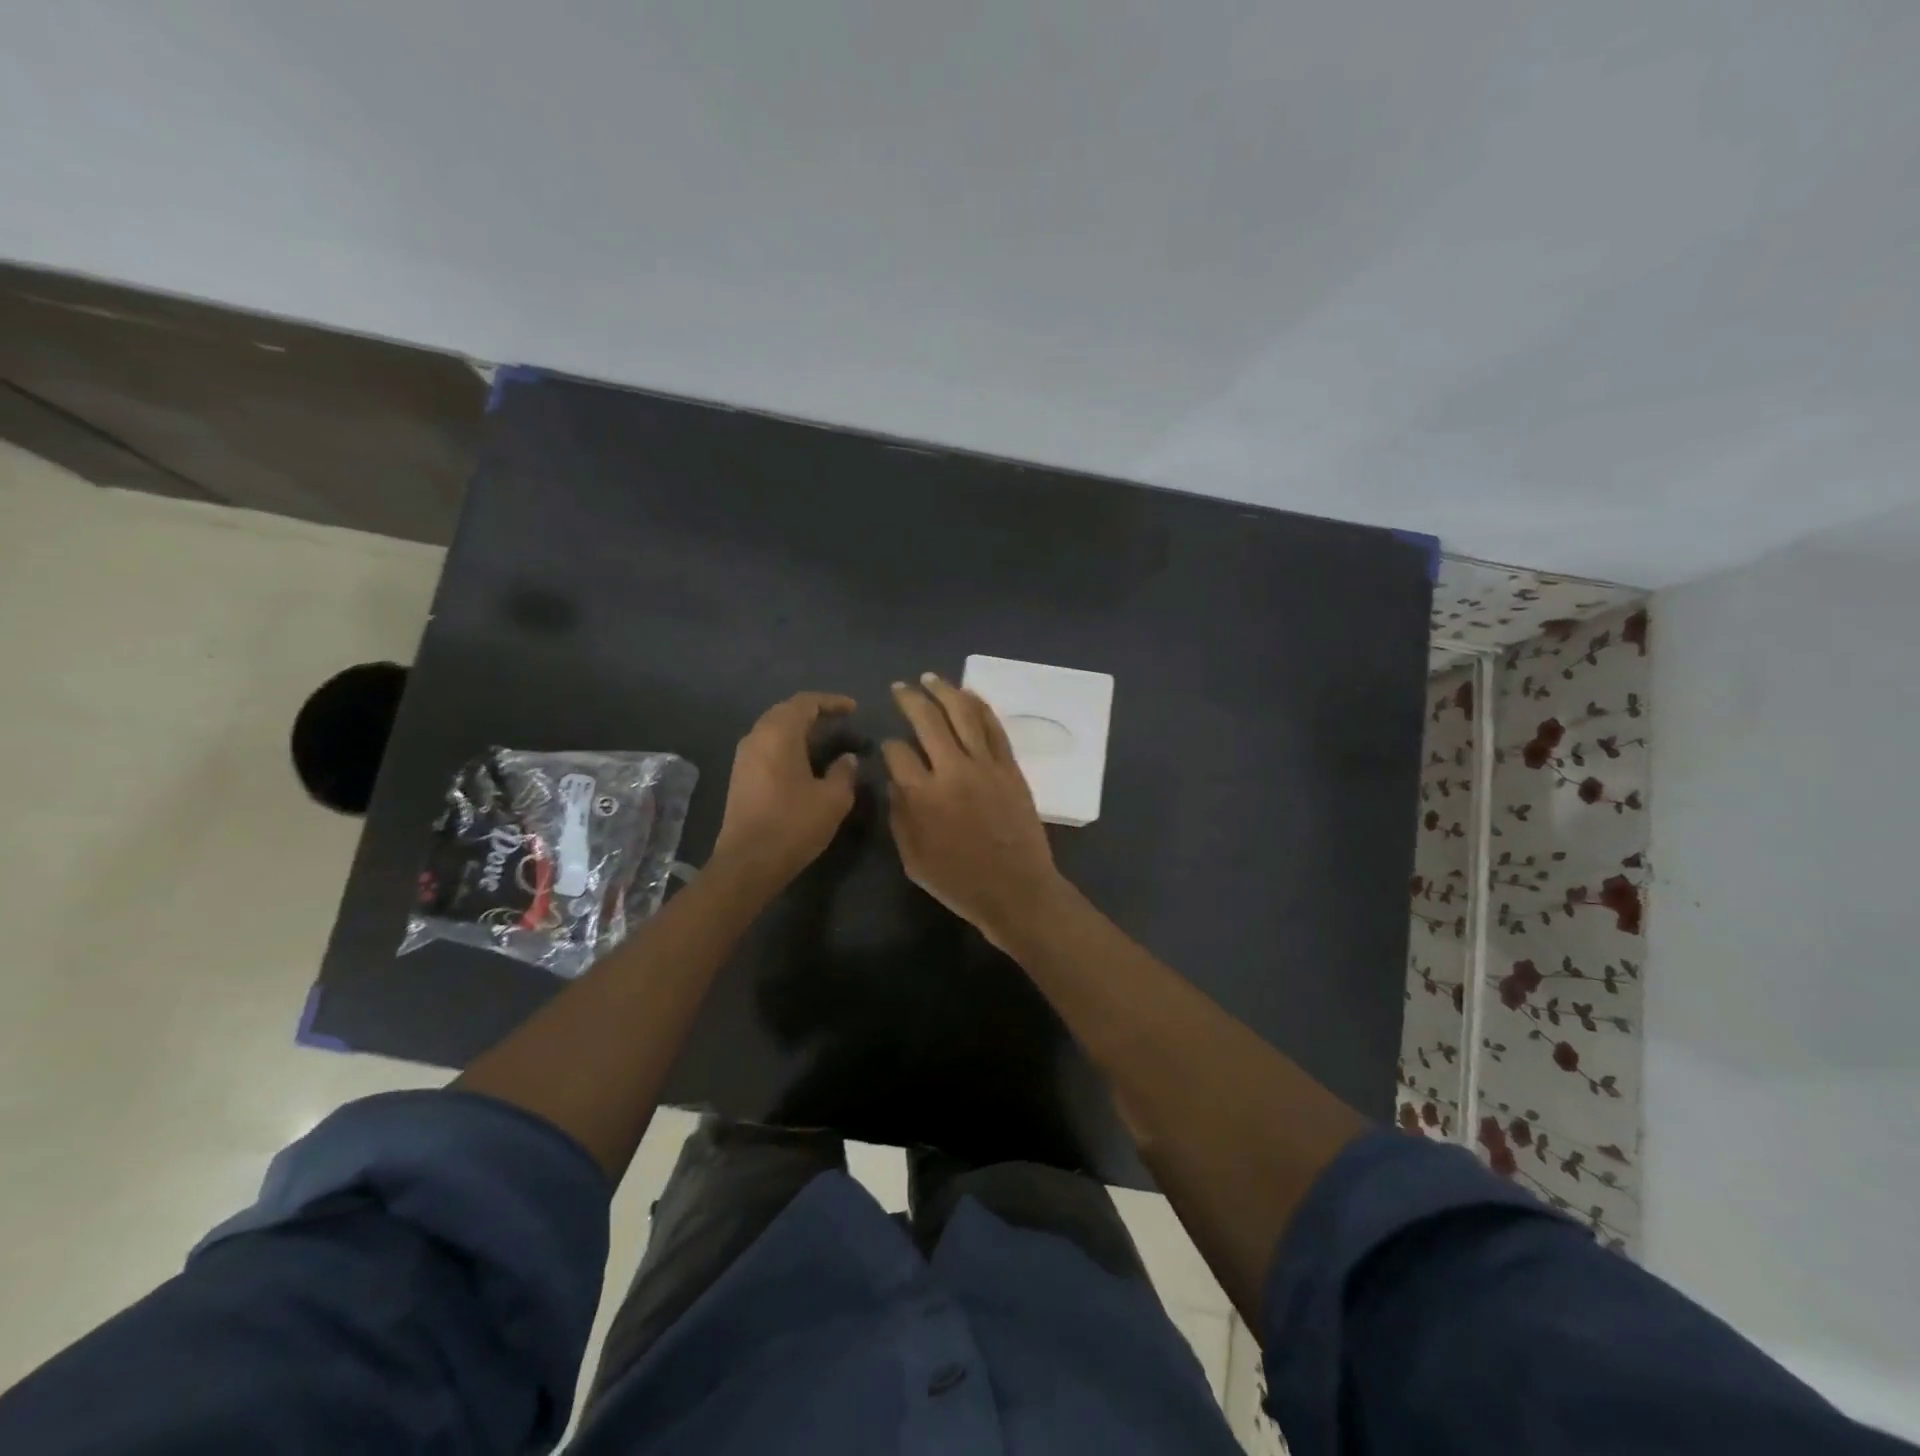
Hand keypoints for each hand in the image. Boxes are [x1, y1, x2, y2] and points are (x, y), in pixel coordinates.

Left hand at [711, 692, 860, 888]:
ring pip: (775, 730)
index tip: (854, 709)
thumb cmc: (794, 824)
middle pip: (786, 712)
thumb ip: (844, 772)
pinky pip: (767, 748)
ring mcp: (744, 758)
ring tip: (826, 741)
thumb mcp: (833, 798)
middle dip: (815, 713)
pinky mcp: (740, 777)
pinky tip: (806, 763)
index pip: (806, 702)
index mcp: (778, 733)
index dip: (832, 702)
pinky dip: (789, 746)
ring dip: (800, 731)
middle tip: (841, 722)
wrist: (748, 863)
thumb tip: (847, 759)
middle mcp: (756, 737)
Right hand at [883, 673, 1064, 946]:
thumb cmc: (959, 882)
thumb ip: (899, 815)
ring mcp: (985, 765)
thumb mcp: (912, 858)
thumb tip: (894, 781)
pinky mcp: (1010, 767)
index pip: (897, 753)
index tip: (887, 747)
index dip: (887, 746)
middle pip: (927, 720)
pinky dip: (979, 706)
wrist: (1016, 890)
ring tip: (930, 678)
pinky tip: (967, 695)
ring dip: (944, 691)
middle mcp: (952, 770)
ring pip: (963, 714)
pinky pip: (993, 727)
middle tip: (900, 687)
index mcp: (923, 795)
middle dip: (909, 699)